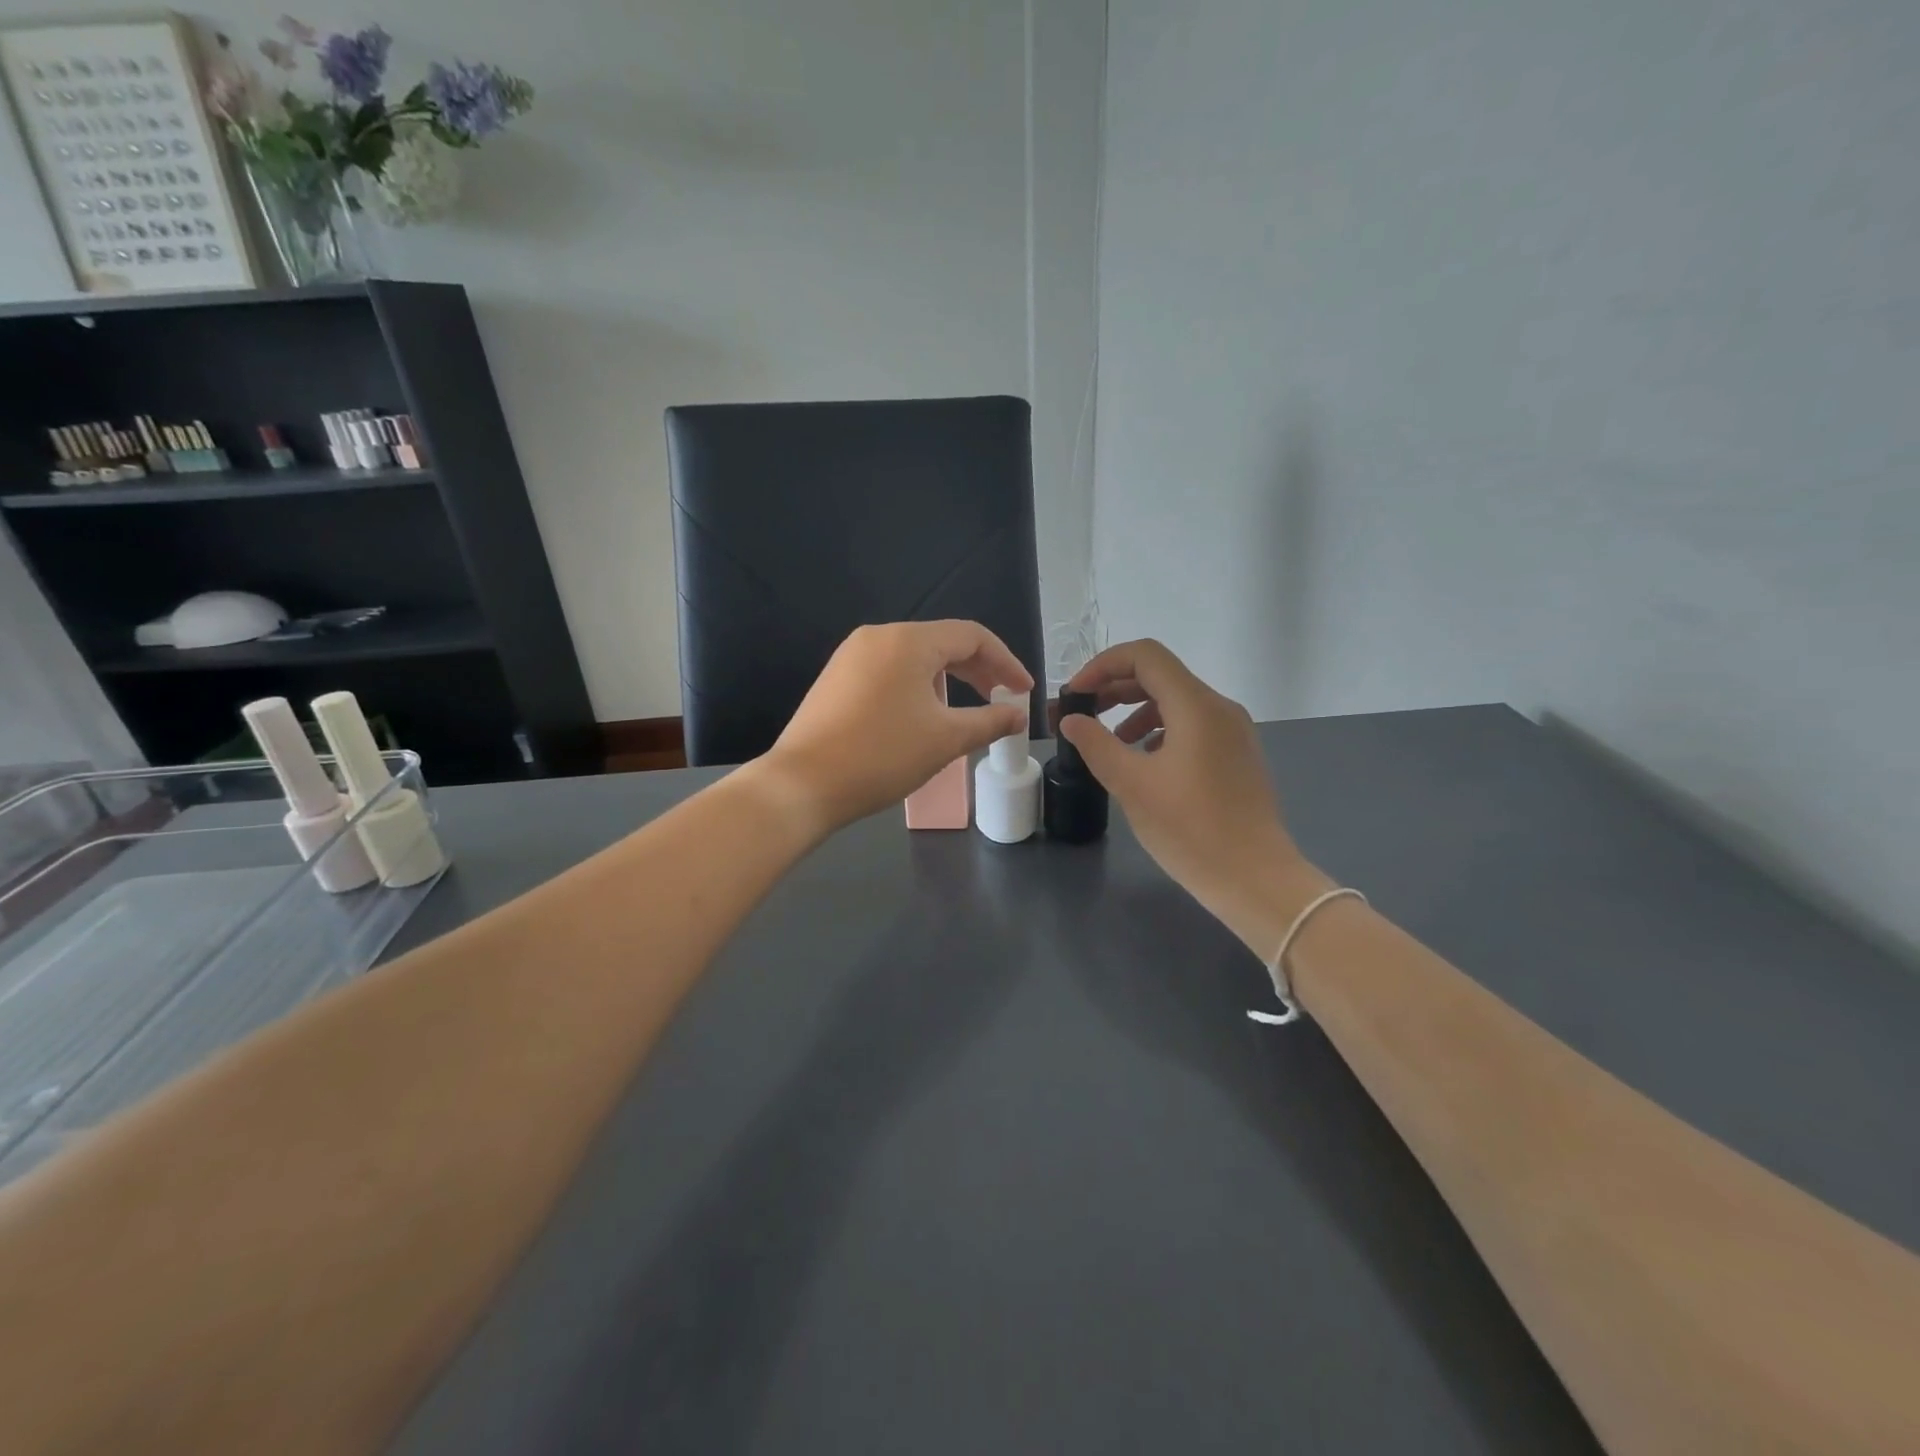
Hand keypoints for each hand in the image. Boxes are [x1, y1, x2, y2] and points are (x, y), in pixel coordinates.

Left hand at [759, 621, 1032, 833]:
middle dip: (978, 671)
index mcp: (908, 641)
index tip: (1023, 692)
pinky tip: (921, 718)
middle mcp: (878, 636)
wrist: (802, 785)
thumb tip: (1017, 716)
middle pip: (942, 643)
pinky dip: (917, 688)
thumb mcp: (945, 740)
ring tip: (961, 715)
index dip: (1005, 662)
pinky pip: (890, 671)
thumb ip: (988, 722)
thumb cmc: (881, 756)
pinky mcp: (836, 678)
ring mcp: (852, 656)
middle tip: (1000, 701)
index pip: (971, 636)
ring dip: (948, 681)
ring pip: (915, 658)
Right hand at [1059, 640, 1326, 951]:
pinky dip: (1159, 730)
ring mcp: (1233, 731)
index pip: (1145, 656)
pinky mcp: (1237, 754)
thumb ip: (1096, 744)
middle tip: (1081, 714)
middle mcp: (1219, 708)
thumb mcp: (1132, 785)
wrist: (1254, 878)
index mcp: (1196, 706)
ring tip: (1109, 743)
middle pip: (1160, 675)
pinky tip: (1144, 762)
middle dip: (1115, 688)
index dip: (1103, 665)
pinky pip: (1192, 725)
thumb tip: (1072, 719)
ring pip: (1176, 701)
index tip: (1075, 694)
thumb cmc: (1190, 829)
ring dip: (1135, 711)